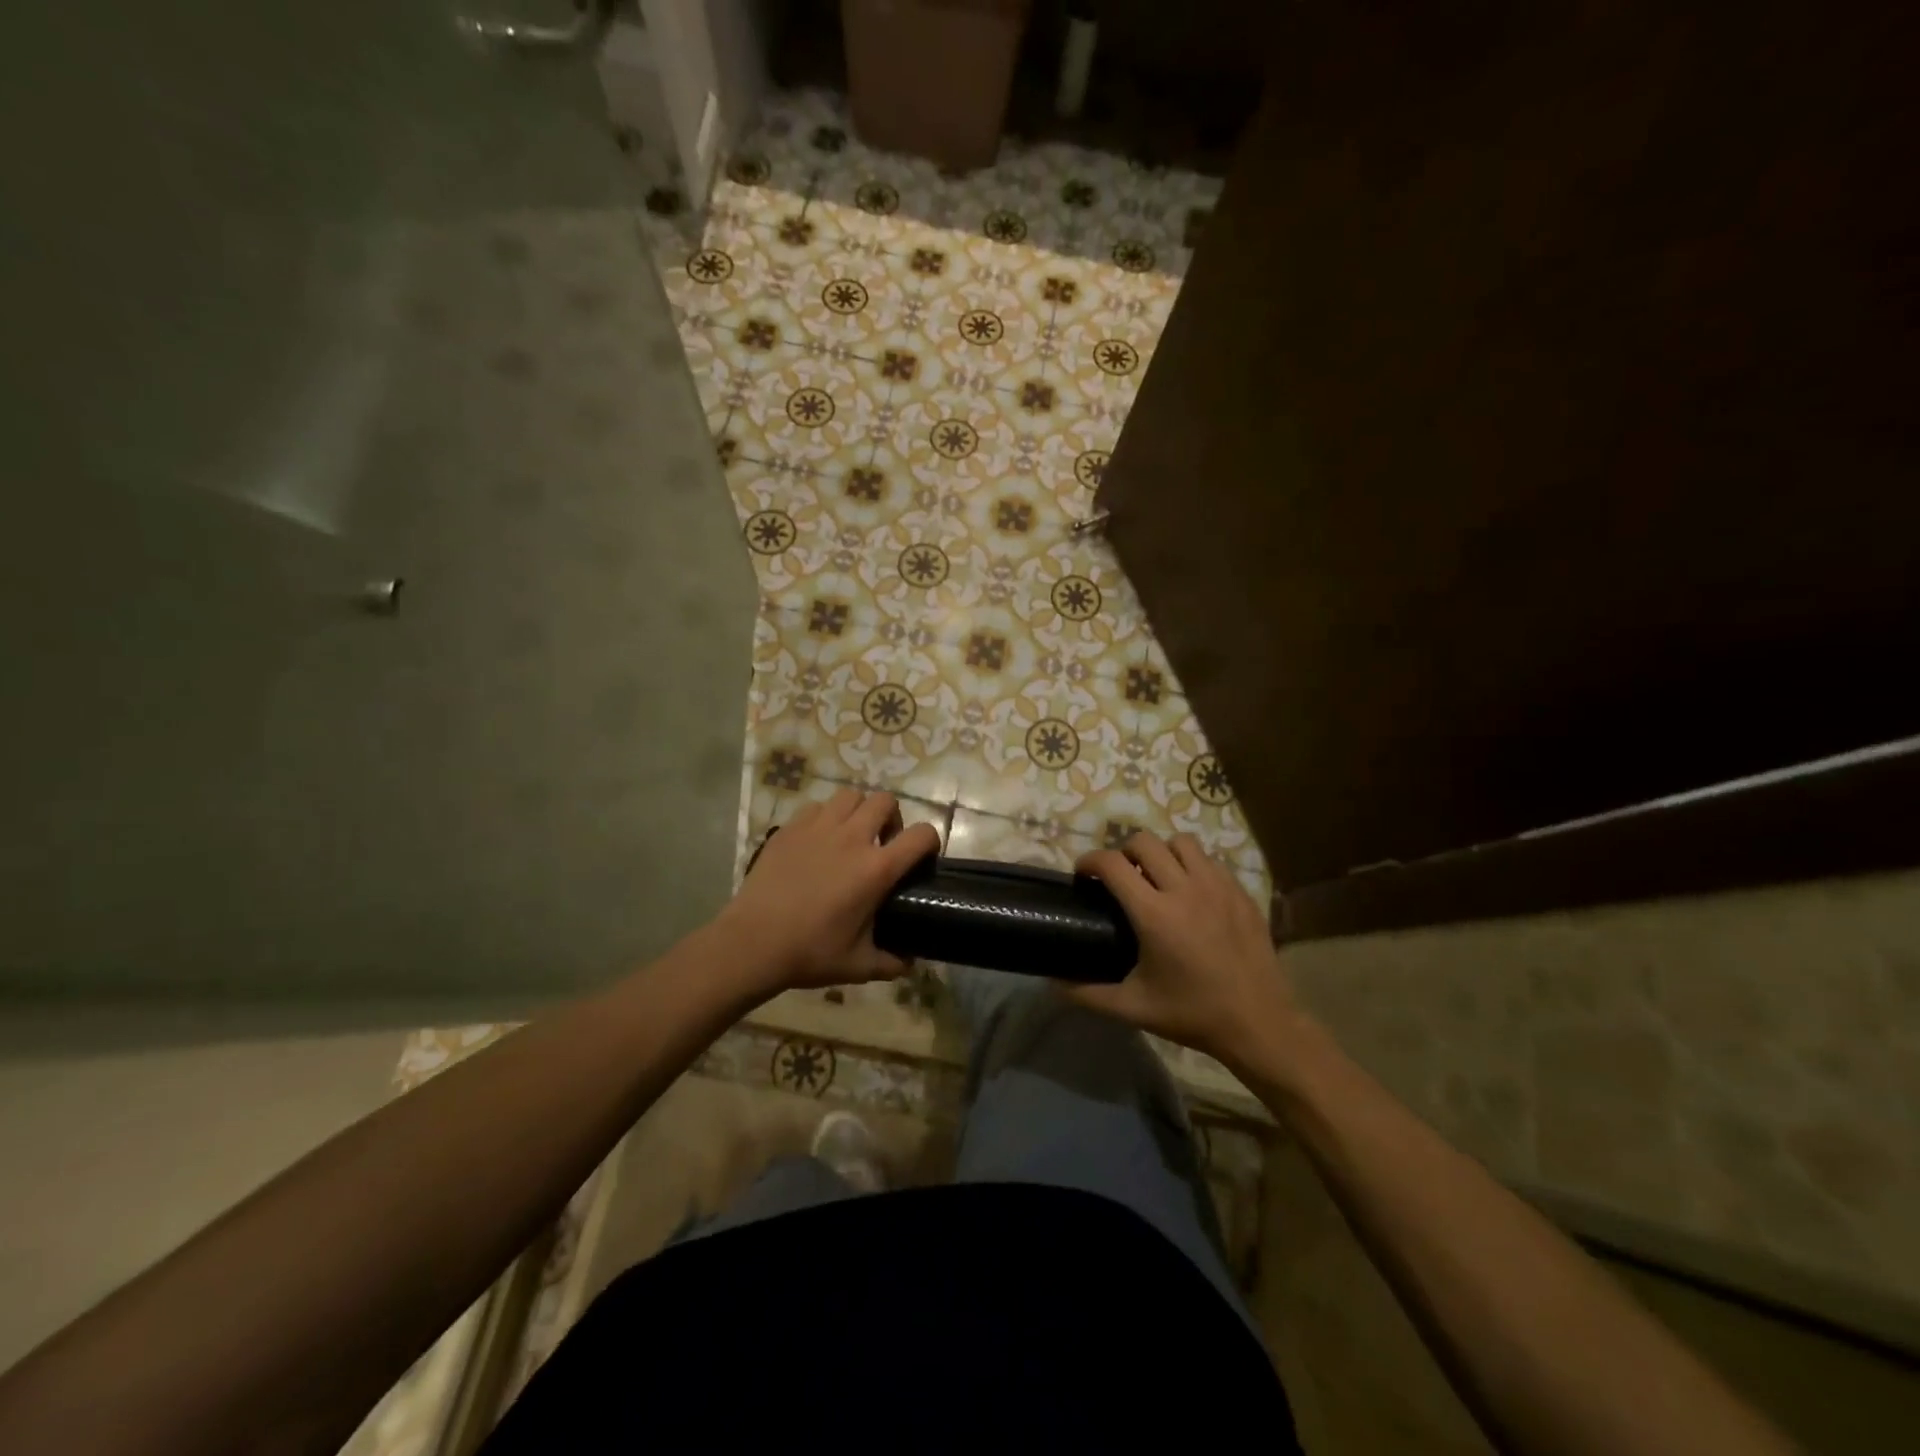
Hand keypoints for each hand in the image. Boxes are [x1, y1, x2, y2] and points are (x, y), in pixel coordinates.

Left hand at [720, 788, 939, 994]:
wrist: (752, 943)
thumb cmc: (809, 953)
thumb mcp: (858, 966)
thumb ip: (891, 963)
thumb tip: (909, 962)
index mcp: (875, 869)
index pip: (921, 835)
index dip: (930, 841)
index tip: (922, 858)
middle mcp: (852, 838)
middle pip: (885, 801)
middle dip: (892, 818)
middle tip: (883, 843)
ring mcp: (818, 828)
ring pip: (850, 796)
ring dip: (858, 811)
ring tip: (851, 835)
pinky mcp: (790, 828)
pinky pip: (817, 807)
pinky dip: (825, 817)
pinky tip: (819, 840)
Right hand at [1062, 831, 1301, 1068]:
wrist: (1259, 1024)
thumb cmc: (1192, 1014)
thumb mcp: (1134, 1008)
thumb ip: (1088, 994)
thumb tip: (1053, 983)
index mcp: (1154, 914)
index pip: (1112, 863)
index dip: (1089, 861)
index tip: (1083, 874)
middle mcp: (1185, 889)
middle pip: (1144, 841)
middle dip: (1123, 852)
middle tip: (1120, 877)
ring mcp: (1218, 887)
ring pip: (1181, 843)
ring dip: (1161, 852)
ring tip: (1157, 877)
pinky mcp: (1241, 893)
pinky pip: (1210, 861)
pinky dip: (1193, 867)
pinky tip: (1192, 894)